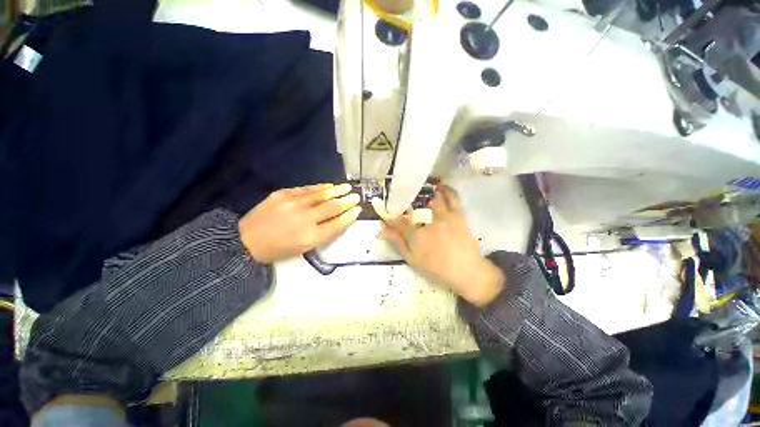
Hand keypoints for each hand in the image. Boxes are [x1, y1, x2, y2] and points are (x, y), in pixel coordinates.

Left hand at [239, 183, 360, 262]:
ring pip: (321, 194)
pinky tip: (329, 186)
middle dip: (347, 201)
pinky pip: (307, 189)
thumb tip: (339, 219)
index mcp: (310, 237)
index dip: (349, 216)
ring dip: (337, 190)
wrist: (247, 240)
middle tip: (357, 196)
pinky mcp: (283, 194)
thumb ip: (324, 233)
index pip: (337, 224)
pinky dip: (321, 187)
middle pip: (332, 207)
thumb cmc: (279, 248)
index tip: (358, 210)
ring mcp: (293, 203)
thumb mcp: (304, 248)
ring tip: (347, 187)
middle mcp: (305, 218)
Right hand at [379, 184, 504, 306]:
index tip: (386, 213)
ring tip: (420, 193)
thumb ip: (398, 243)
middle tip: (403, 202)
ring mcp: (444, 216)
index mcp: (416, 235)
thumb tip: (381, 230)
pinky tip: (439, 187)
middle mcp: (429, 222)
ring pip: (431, 199)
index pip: (398, 221)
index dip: (390, 216)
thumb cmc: (437, 268)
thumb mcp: (413, 259)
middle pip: (413, 207)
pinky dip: (446, 189)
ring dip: (425, 196)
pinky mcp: (458, 214)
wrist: (467, 270)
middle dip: (406, 203)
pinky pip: (452, 197)